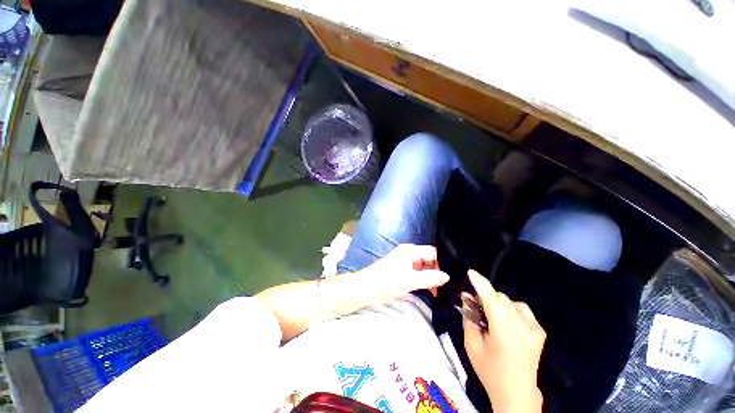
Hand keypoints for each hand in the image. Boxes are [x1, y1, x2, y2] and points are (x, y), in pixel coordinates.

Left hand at [358, 244, 449, 304]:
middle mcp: (410, 254)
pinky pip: (418, 274)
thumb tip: (448, 276)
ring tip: (443, 291)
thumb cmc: (387, 281)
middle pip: (430, 260)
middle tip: (450, 286)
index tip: (454, 276)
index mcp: (411, 250)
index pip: (433, 252)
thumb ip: (430, 278)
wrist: (367, 288)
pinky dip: (425, 281)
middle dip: (439, 271)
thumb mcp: (410, 280)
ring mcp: (406, 262)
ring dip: (432, 278)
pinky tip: (432, 292)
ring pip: (425, 268)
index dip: (443, 263)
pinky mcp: (403, 271)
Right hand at [463, 270, 545, 412]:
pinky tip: (506, 322)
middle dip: (485, 297)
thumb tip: (467, 296)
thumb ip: (469, 317)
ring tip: (492, 318)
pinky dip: (510, 309)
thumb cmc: (489, 370)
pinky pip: (521, 309)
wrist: (517, 393)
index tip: (471, 272)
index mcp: (504, 333)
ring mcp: (535, 329)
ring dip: (497, 304)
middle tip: (475, 306)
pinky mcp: (540, 331)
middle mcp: (523, 328)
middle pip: (500, 298)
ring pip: (511, 302)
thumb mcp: (472, 344)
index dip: (481, 284)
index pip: (492, 300)